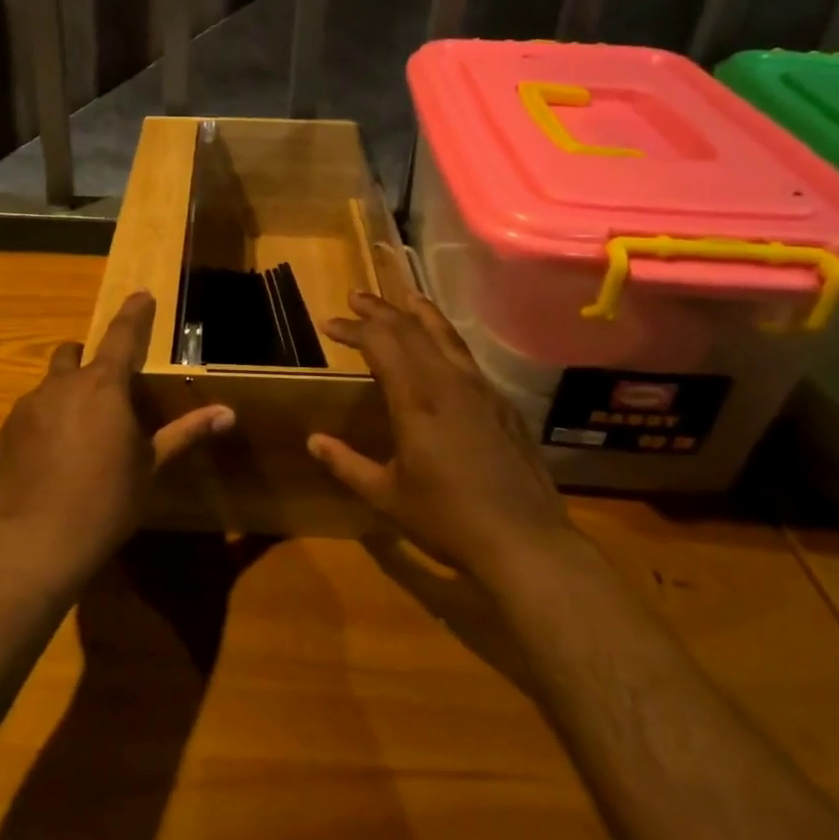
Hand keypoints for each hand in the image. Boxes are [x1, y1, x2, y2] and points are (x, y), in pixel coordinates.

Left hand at [0, 291, 233, 585]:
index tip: (141, 295)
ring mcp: (29, 405)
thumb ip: (187, 433)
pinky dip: (45, 420)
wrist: (39, 541)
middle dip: (87, 359)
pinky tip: (52, 456)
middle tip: (104, 390)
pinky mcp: (7, 430)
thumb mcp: (152, 466)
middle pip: (74, 353)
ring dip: (66, 394)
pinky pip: (30, 412)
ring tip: (77, 433)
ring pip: (50, 384)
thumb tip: (229, 413)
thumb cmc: (108, 500)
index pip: (122, 335)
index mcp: (104, 386)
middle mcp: (63, 384)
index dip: (134, 313)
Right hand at [308, 291, 575, 581]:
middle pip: (411, 328)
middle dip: (380, 309)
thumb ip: (347, 464)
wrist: (525, 542)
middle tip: (356, 298)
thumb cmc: (448, 520)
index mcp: (416, 400)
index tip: (329, 324)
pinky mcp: (502, 404)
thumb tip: (313, 441)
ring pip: (446, 335)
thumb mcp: (386, 495)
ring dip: (418, 313)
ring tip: (403, 296)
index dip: (353, 328)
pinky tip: (441, 347)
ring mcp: (481, 390)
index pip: (379, 343)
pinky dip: (446, 337)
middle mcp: (448, 383)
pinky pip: (467, 356)